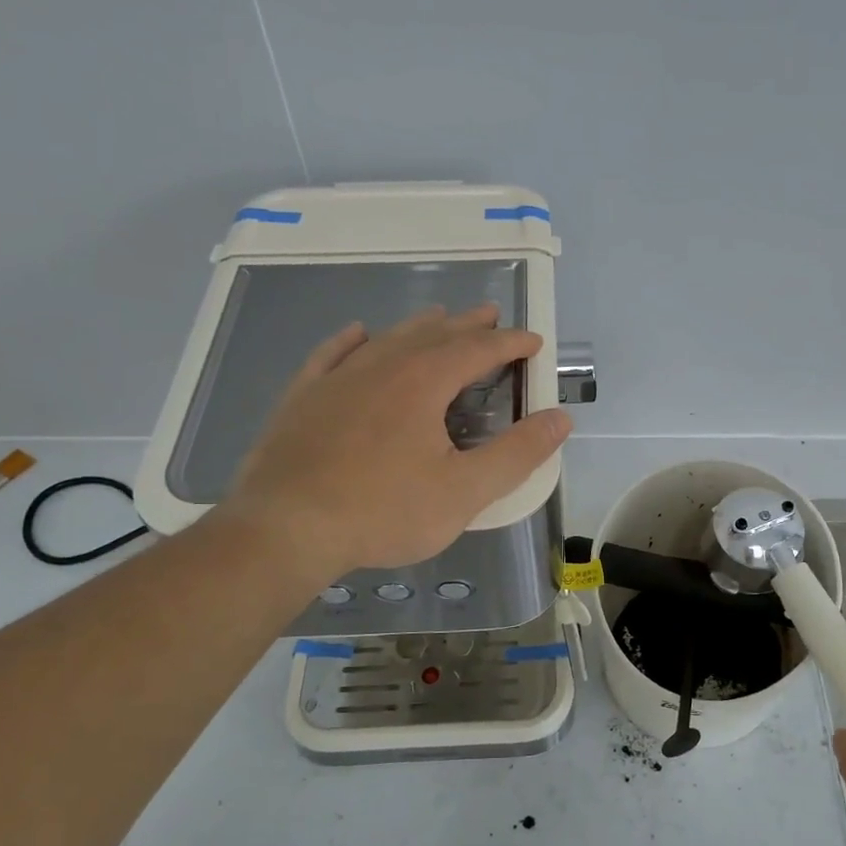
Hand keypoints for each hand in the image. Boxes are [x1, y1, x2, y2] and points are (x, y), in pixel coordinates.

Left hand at [213, 305, 571, 576]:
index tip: (533, 341)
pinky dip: (353, 339)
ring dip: (420, 326)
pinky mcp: (303, 397)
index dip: (510, 343)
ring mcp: (337, 378)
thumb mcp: (464, 491)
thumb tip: (560, 418)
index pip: (478, 350)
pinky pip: (332, 353)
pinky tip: (359, 333)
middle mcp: (382, 366)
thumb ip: (517, 453)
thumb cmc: (383, 511)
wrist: (286, 528)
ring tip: (439, 318)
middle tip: (491, 317)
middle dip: (469, 325)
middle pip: (434, 334)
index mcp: (424, 382)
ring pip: (388, 338)